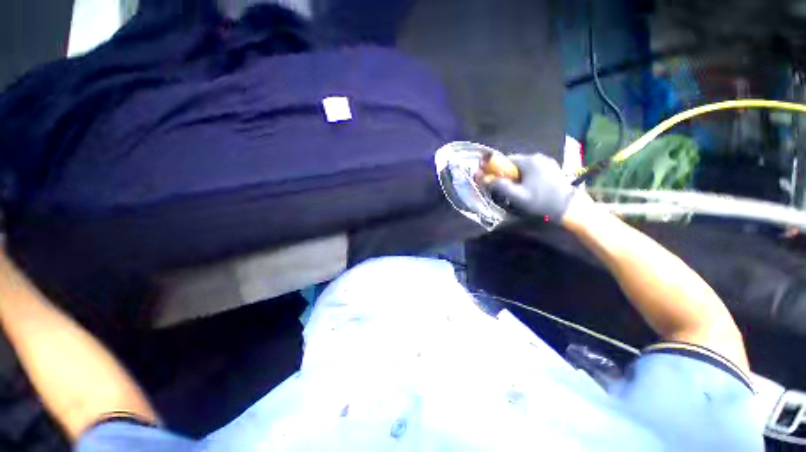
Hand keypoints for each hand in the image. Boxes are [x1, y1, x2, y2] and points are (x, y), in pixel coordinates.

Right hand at [485, 153, 575, 221]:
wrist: (569, 207)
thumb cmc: (541, 201)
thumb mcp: (517, 196)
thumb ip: (500, 186)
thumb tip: (485, 179)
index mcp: (529, 161)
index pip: (506, 160)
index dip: (497, 169)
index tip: (495, 181)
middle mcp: (538, 157)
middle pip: (515, 163)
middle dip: (508, 173)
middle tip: (507, 188)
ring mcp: (547, 161)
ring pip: (524, 166)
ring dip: (518, 175)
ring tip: (519, 189)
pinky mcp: (553, 167)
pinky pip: (534, 169)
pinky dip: (528, 175)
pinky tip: (530, 187)